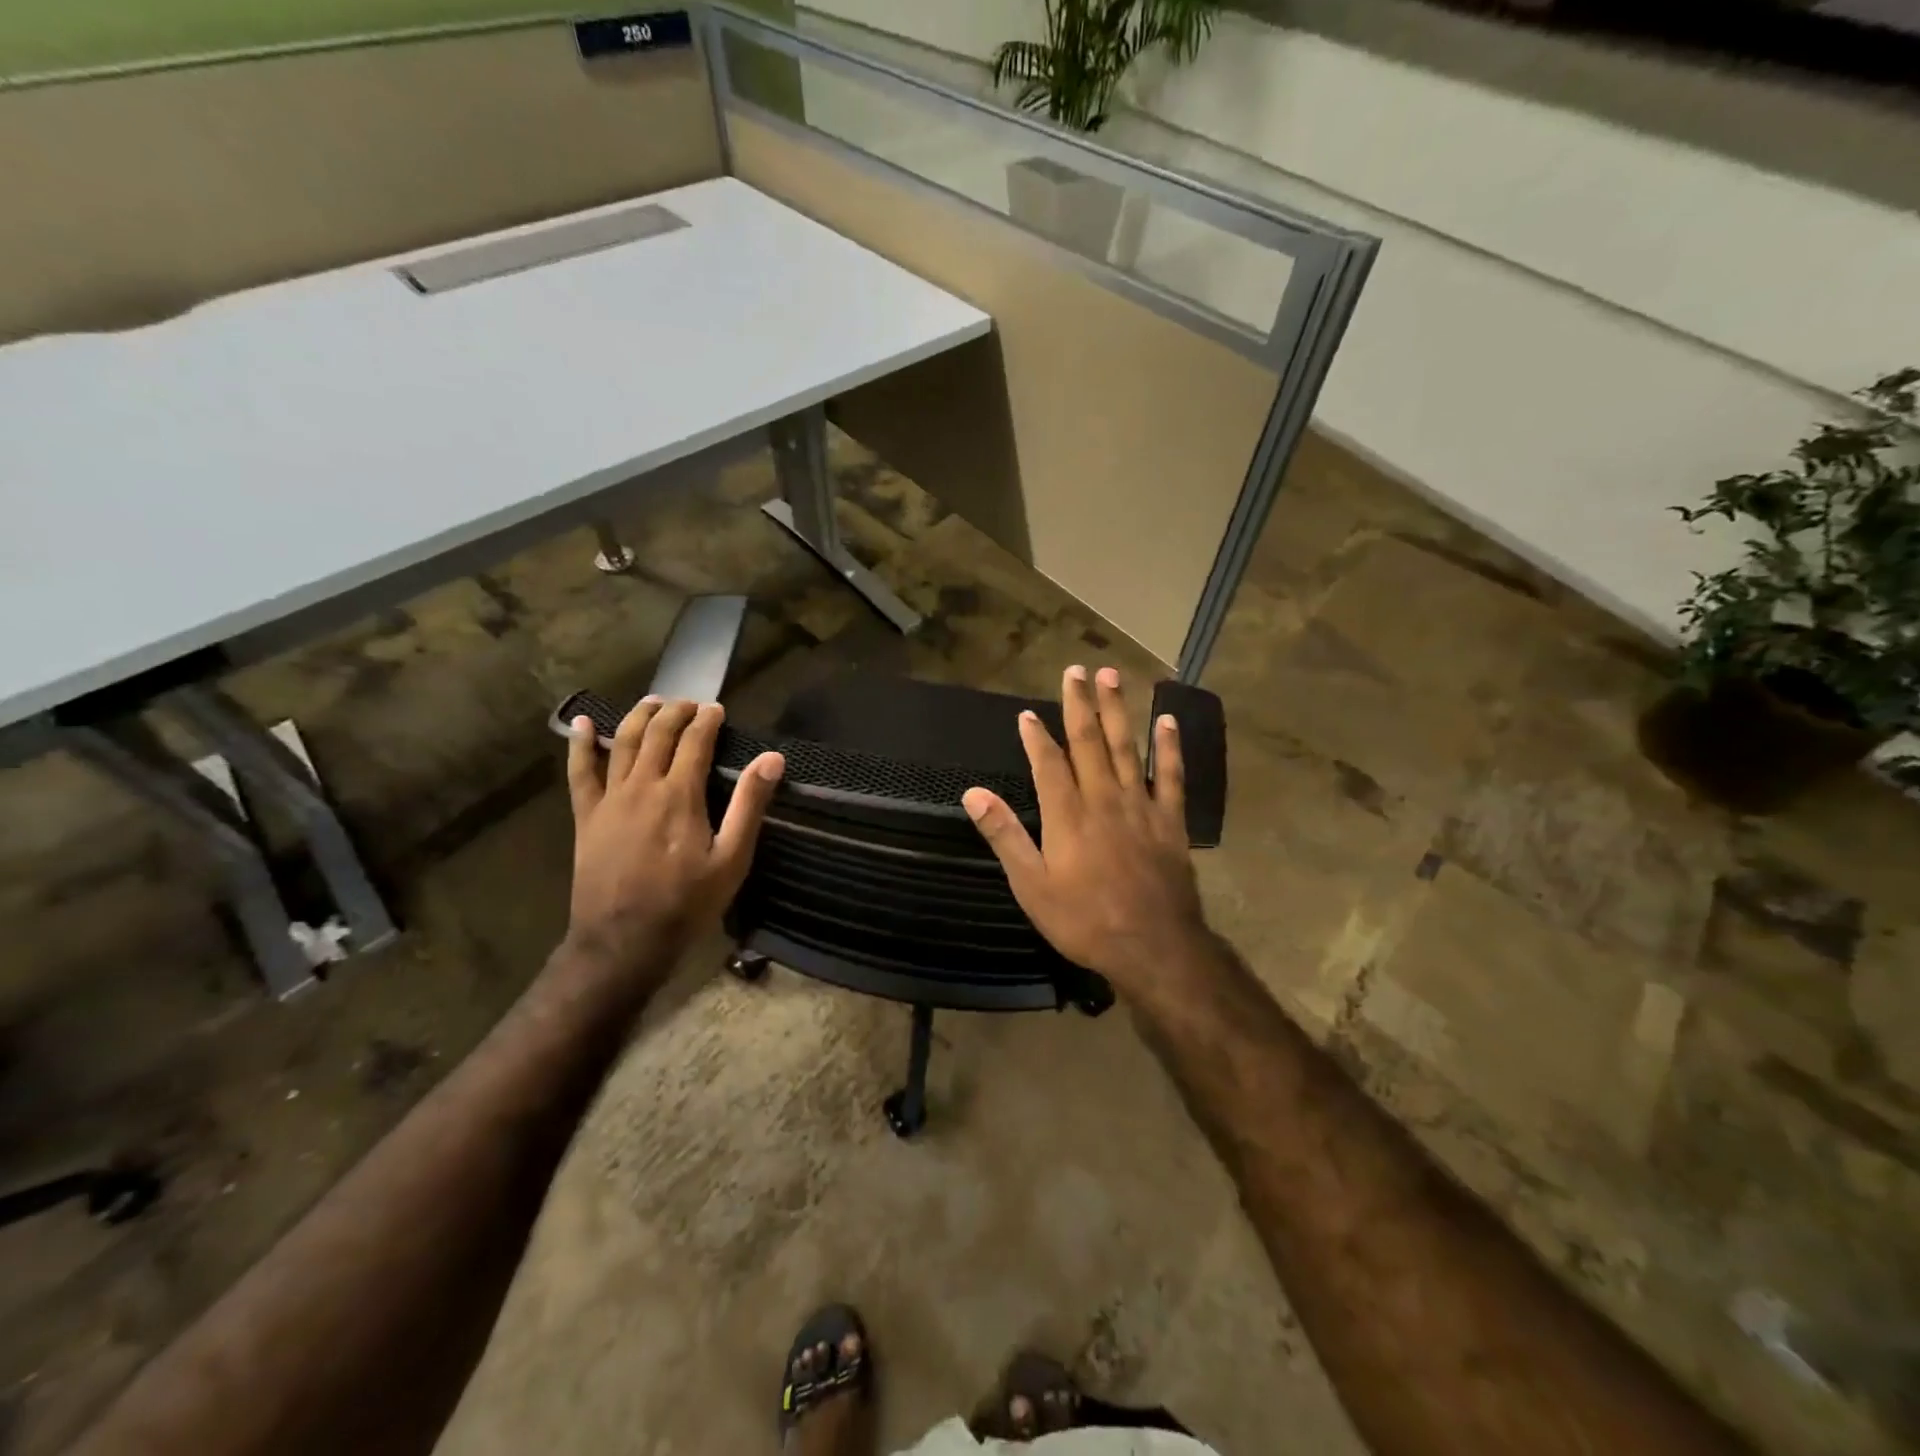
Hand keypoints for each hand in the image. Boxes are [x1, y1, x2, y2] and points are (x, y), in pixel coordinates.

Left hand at [563, 697, 784, 982]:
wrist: (623, 942)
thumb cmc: (686, 903)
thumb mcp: (732, 859)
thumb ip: (749, 805)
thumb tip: (771, 759)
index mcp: (680, 795)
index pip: (695, 742)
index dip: (707, 721)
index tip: (717, 709)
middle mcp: (642, 787)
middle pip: (658, 734)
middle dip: (676, 712)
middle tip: (690, 703)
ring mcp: (610, 800)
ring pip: (622, 743)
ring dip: (639, 717)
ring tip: (653, 702)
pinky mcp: (586, 817)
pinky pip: (580, 772)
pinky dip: (581, 744)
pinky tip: (583, 724)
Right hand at [962, 666, 1208, 997]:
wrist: (1153, 947)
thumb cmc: (1084, 920)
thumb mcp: (1031, 886)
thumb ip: (1005, 835)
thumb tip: (973, 794)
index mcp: (1067, 815)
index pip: (1048, 763)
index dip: (1037, 736)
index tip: (1029, 713)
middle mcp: (1103, 799)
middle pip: (1088, 742)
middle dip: (1080, 705)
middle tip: (1076, 670)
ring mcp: (1140, 806)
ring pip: (1126, 748)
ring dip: (1118, 711)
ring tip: (1112, 676)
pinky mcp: (1170, 820)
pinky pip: (1170, 776)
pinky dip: (1168, 747)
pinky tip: (1167, 721)